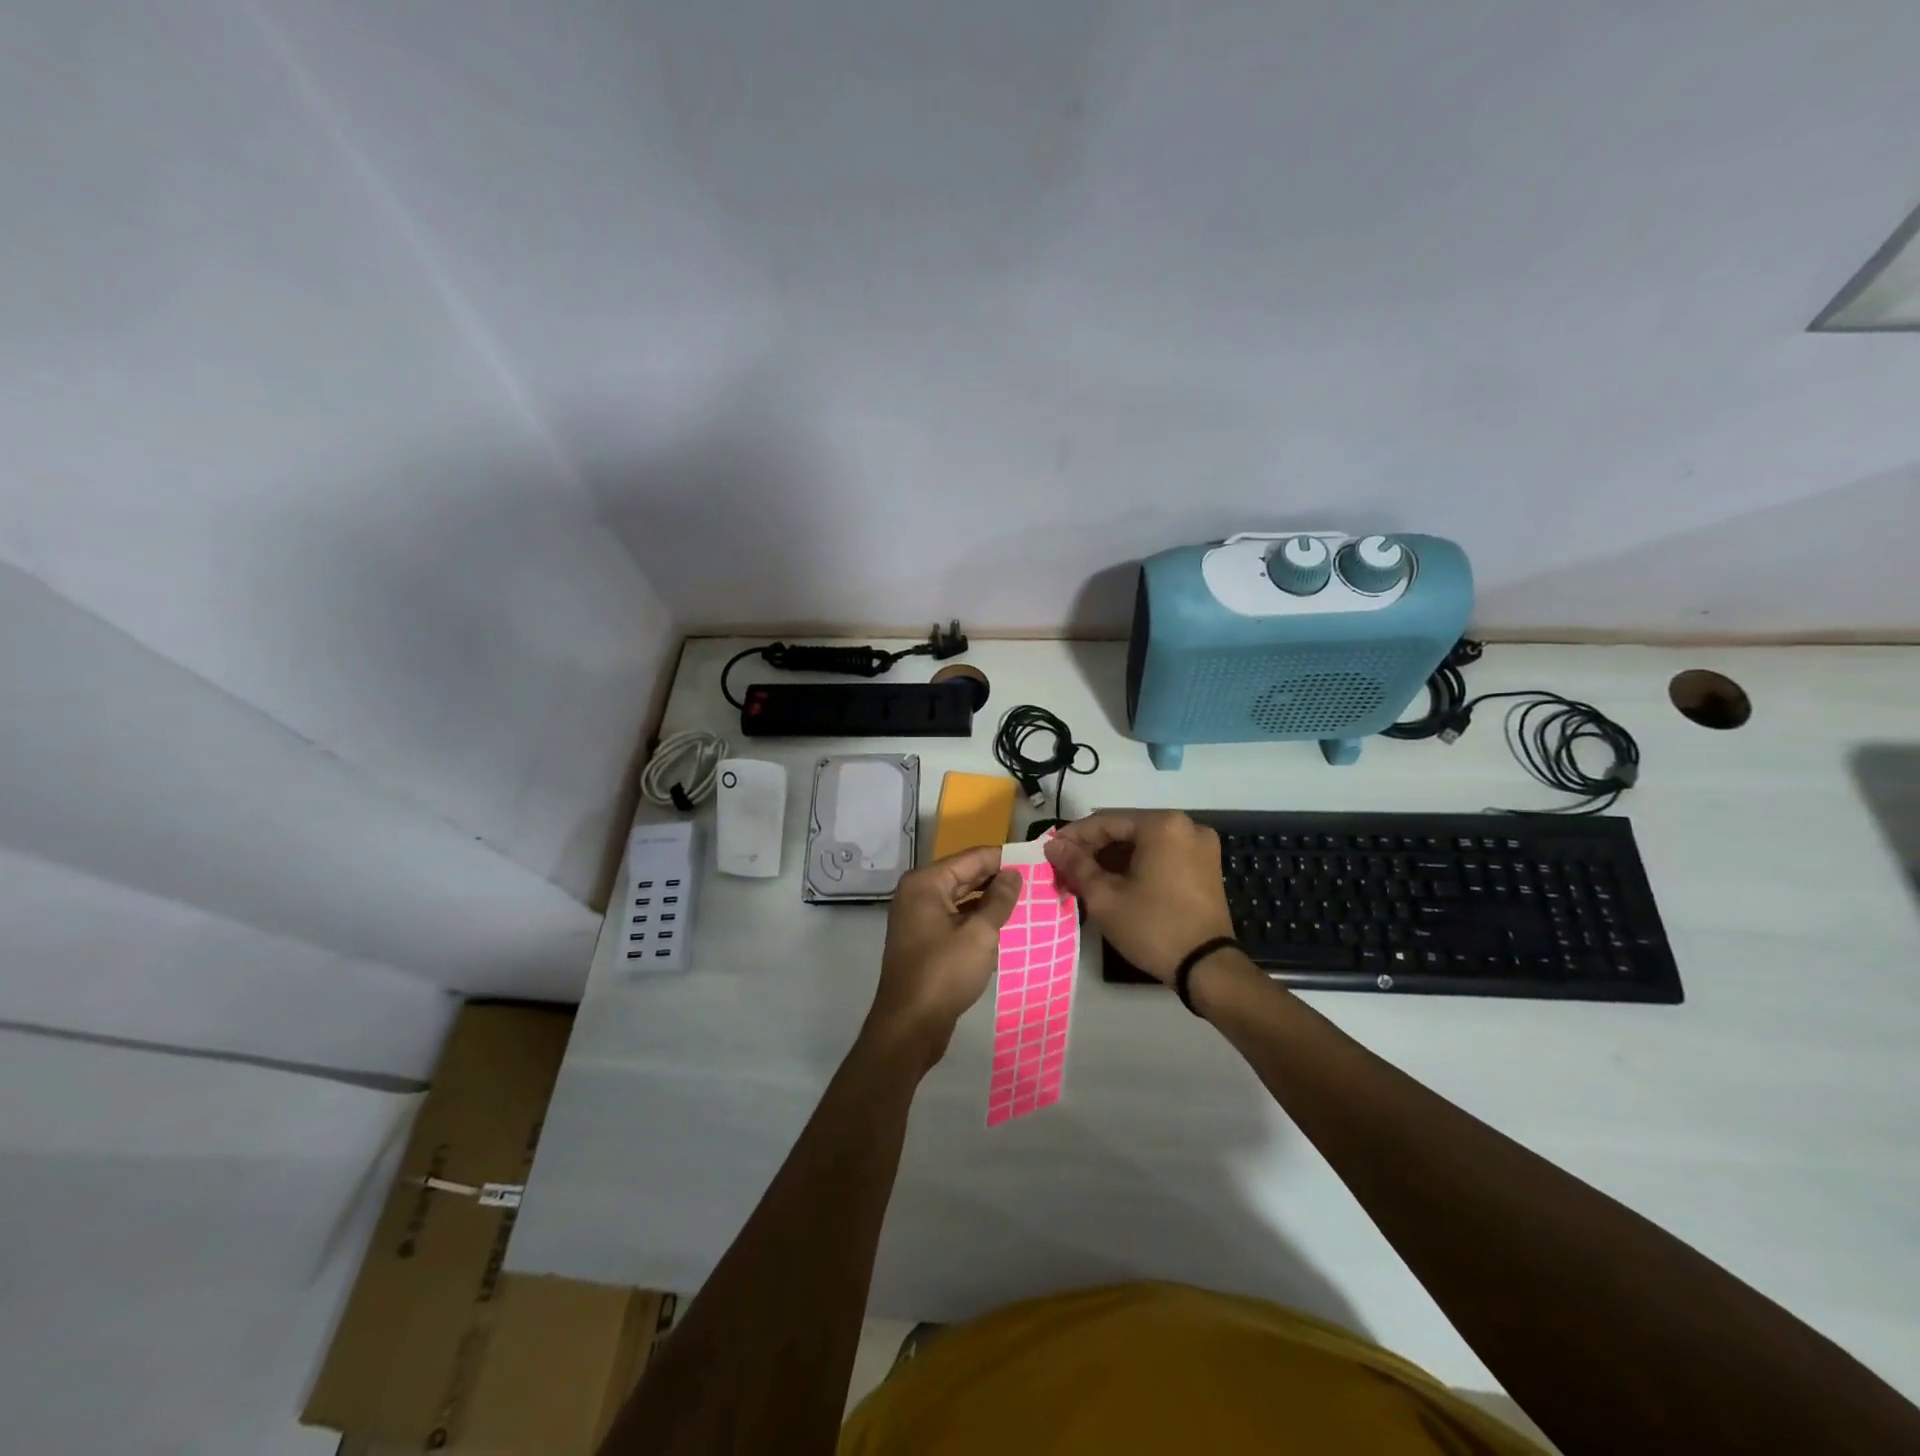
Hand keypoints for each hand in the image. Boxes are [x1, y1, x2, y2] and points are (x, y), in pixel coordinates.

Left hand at [867, 846, 1020, 1064]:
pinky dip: (978, 920)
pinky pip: (956, 919)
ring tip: (1028, 901)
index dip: (1004, 857)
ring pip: (961, 899)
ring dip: (990, 901)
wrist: (909, 1026)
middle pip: (965, 875)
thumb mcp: (979, 934)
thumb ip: (999, 900)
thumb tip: (1014, 874)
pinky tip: (1005, 926)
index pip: (971, 857)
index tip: (1035, 859)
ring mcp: (919, 918)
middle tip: (1036, 880)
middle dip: (998, 878)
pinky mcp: (925, 941)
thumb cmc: (944, 973)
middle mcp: (918, 894)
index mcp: (926, 883)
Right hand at [1044, 811, 1234, 982]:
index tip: (1050, 851)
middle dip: (1094, 849)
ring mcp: (1200, 846)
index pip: (1105, 822)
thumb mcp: (1105, 896)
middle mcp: (1186, 826)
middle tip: (1065, 868)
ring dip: (1114, 858)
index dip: (1073, 837)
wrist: (1207, 969)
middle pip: (1126, 830)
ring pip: (1144, 843)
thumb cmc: (1152, 927)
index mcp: (1162, 825)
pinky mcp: (1206, 866)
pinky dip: (1137, 865)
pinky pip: (1162, 855)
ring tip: (1085, 878)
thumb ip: (1076, 865)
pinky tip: (1115, 882)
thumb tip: (1053, 846)